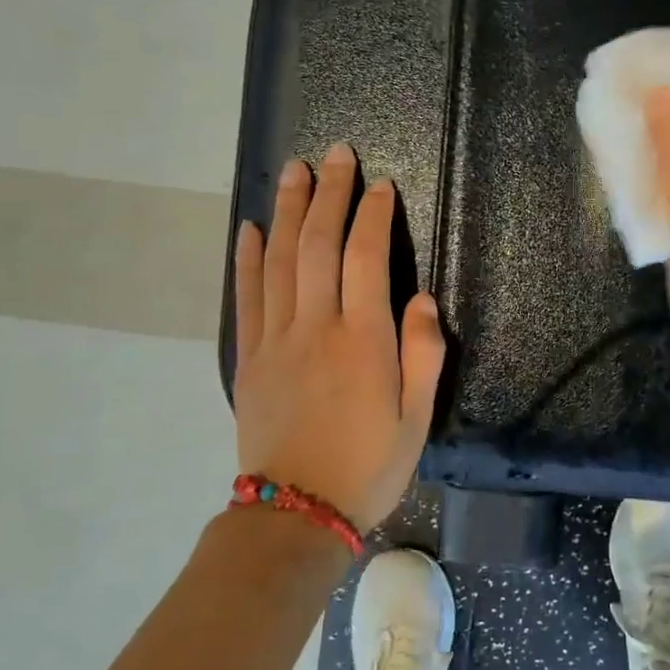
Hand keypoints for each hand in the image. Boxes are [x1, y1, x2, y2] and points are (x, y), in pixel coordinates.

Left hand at [232, 142, 446, 531]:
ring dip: (286, 211)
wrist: (296, 514)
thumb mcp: (417, 418)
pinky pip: (246, 297)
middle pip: (318, 246)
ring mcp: (275, 340)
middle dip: (328, 195)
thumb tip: (421, 299)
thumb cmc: (369, 466)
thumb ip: (423, 354)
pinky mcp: (249, 358)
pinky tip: (249, 228)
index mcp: (363, 341)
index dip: (372, 216)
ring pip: (279, 261)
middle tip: (335, 154)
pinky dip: (246, 258)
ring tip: (293, 171)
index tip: (380, 186)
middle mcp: (315, 328)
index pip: (365, 259)